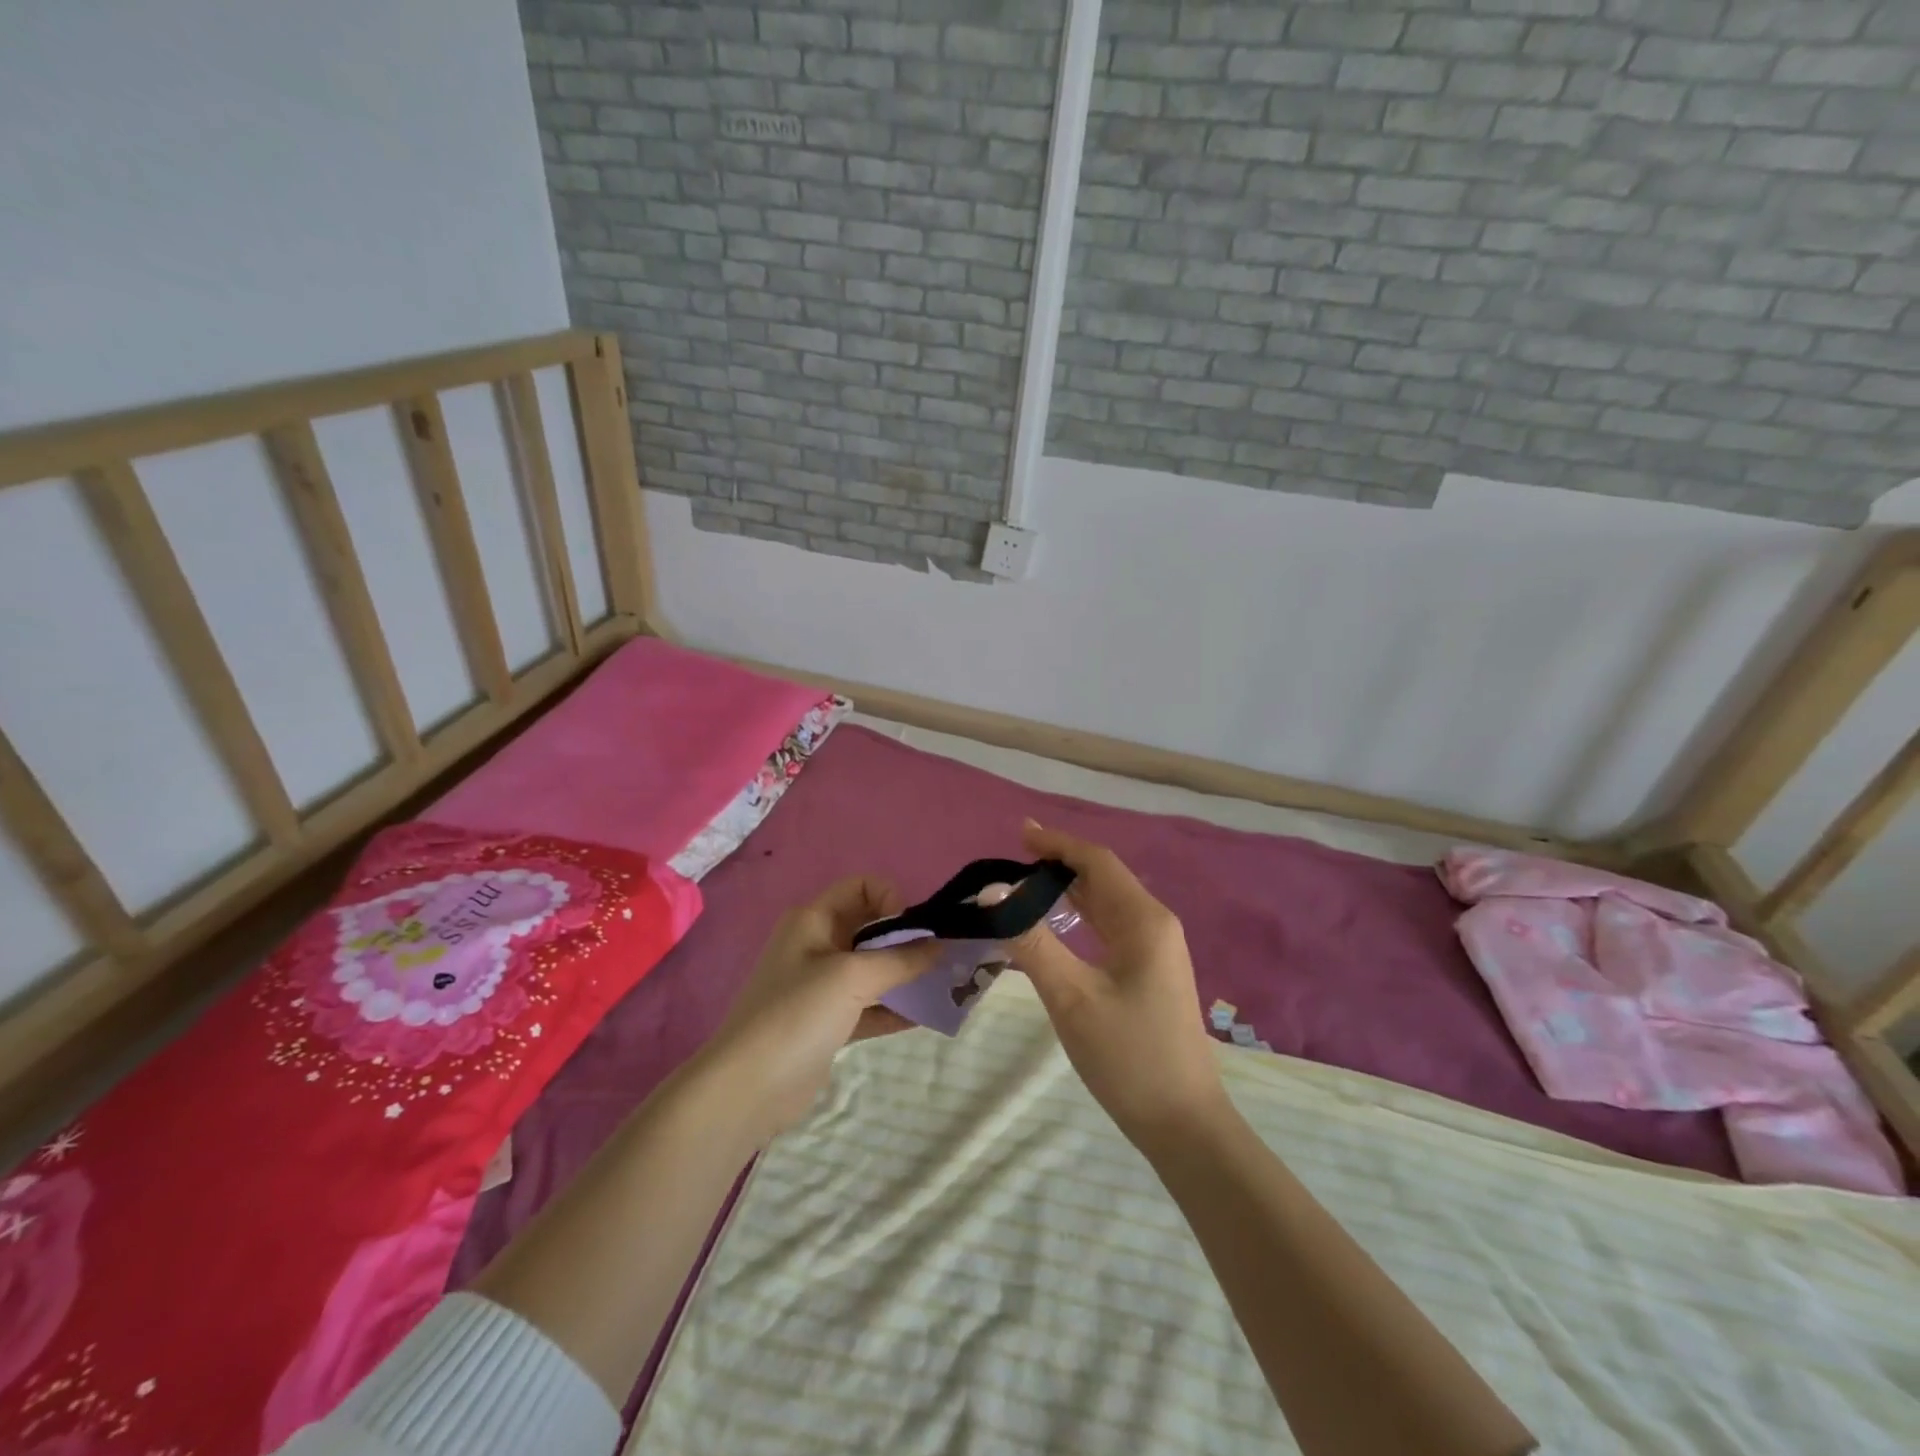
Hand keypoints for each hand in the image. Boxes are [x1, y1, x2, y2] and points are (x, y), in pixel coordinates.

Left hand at [697, 878, 937, 1142]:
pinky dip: (893, 1007)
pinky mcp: (826, 1023)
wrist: (747, 1088)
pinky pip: (868, 1005)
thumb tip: (939, 945)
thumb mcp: (852, 977)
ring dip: (905, 975)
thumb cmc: (797, 1014)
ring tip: (943, 987)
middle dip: (907, 939)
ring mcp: (820, 986)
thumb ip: (900, 959)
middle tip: (941, 959)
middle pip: (870, 928)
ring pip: (872, 969)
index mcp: (813, 919)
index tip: (913, 932)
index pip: (862, 887)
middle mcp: (816, 944)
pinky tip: (924, 1016)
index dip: (892, 900)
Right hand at [1008, 822, 1227, 1146]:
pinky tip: (1059, 924)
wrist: (1184, 1124)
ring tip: (1028, 883)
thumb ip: (1032, 942)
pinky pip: (1112, 926)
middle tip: (1015, 857)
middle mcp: (1155, 925)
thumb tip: (994, 892)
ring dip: (1070, 888)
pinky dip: (1081, 915)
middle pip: (1104, 878)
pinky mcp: (1151, 972)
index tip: (1020, 832)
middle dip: (1061, 862)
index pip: (1097, 862)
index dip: (1058, 843)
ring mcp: (1157, 950)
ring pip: (1108, 903)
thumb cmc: (1128, 1057)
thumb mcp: (1072, 998)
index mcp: (1144, 921)